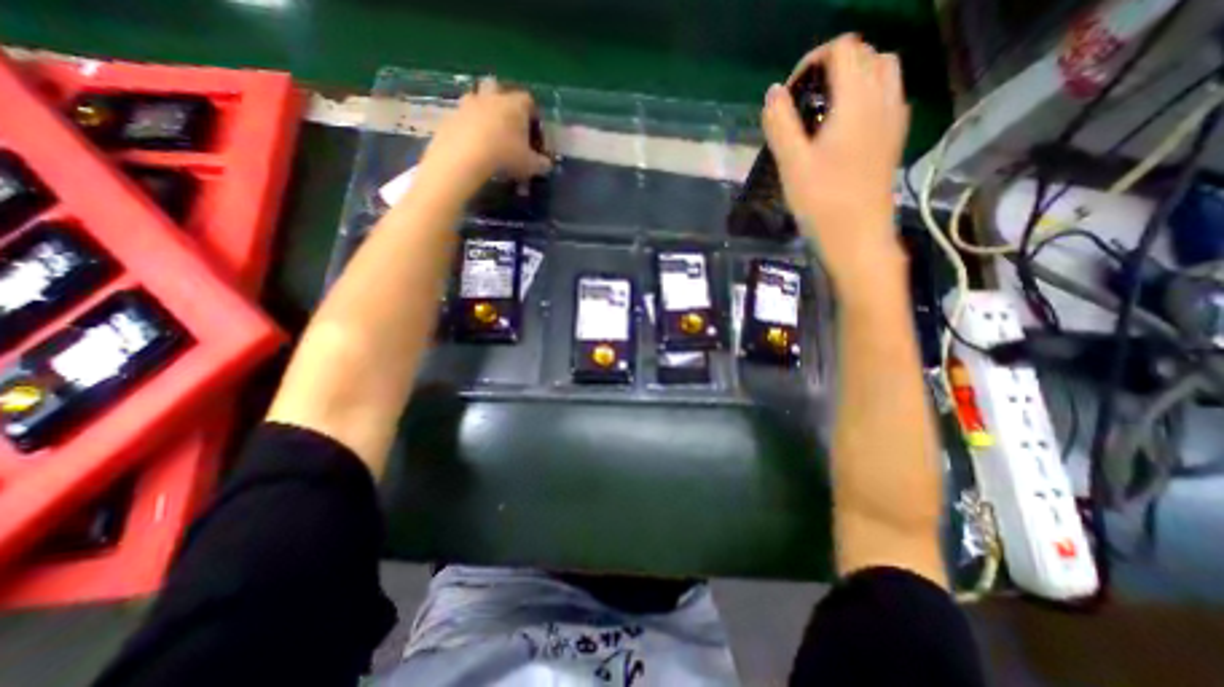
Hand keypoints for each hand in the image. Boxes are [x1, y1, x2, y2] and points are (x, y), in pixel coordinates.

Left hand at [423, 77, 551, 191]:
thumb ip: (542, 164)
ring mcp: (468, 103)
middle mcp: (492, 97)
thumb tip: (547, 164)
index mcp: (515, 104)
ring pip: (477, 99)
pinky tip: (472, 145)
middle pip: (498, 88)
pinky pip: (462, 116)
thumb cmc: (505, 155)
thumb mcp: (530, 165)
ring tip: (489, 134)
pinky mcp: (450, 115)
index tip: (534, 133)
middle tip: (509, 125)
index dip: (533, 116)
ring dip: (483, 111)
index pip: (529, 101)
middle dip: (504, 102)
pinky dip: (468, 126)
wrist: (465, 155)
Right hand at [762, 31, 906, 289]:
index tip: (790, 93)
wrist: (858, 237)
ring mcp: (894, 119)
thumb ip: (781, 124)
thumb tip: (774, 92)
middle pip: (867, 54)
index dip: (813, 61)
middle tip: (804, 100)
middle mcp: (884, 99)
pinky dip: (867, 94)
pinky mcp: (894, 138)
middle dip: (833, 65)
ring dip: (854, 76)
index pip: (843, 49)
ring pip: (883, 71)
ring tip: (824, 109)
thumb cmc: (822, 202)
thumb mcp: (792, 164)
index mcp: (857, 100)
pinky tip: (844, 126)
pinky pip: (888, 96)